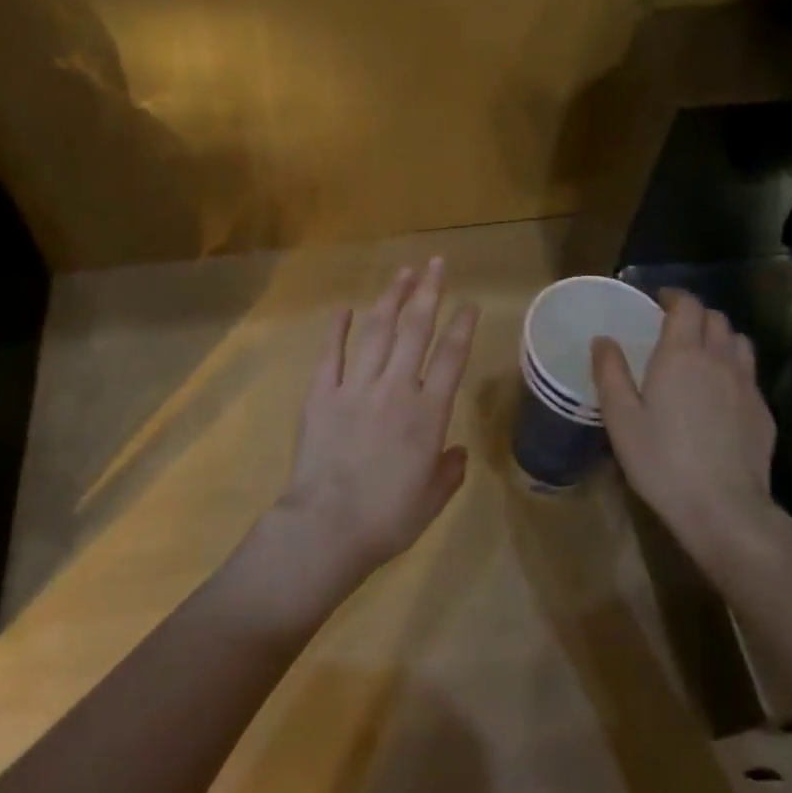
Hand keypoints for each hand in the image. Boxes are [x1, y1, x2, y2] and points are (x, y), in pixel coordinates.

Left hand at [272, 259, 478, 593]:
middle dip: (428, 293)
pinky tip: (345, 308)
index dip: (462, 326)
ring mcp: (356, 387)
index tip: (470, 302)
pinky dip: (338, 329)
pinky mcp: (321, 395)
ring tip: (402, 273)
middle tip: (435, 264)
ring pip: (377, 331)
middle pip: (416, 330)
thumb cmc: (387, 519)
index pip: (451, 358)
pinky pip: (331, 354)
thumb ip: (449, 471)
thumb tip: (456, 453)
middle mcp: (396, 389)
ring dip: (391, 299)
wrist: (327, 528)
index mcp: (428, 414)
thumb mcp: (432, 500)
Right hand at [591, 289, 783, 565]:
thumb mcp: (621, 418)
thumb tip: (603, 340)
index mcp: (682, 354)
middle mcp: (719, 359)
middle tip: (674, 328)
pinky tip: (720, 393)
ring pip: (739, 342)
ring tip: (702, 353)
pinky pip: (749, 374)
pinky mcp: (762, 411)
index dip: (674, 296)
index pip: (687, 305)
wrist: (723, 507)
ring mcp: (747, 385)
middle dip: (695, 315)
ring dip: (720, 337)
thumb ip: (610, 373)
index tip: (659, 300)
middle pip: (716, 318)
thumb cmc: (661, 460)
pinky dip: (734, 368)